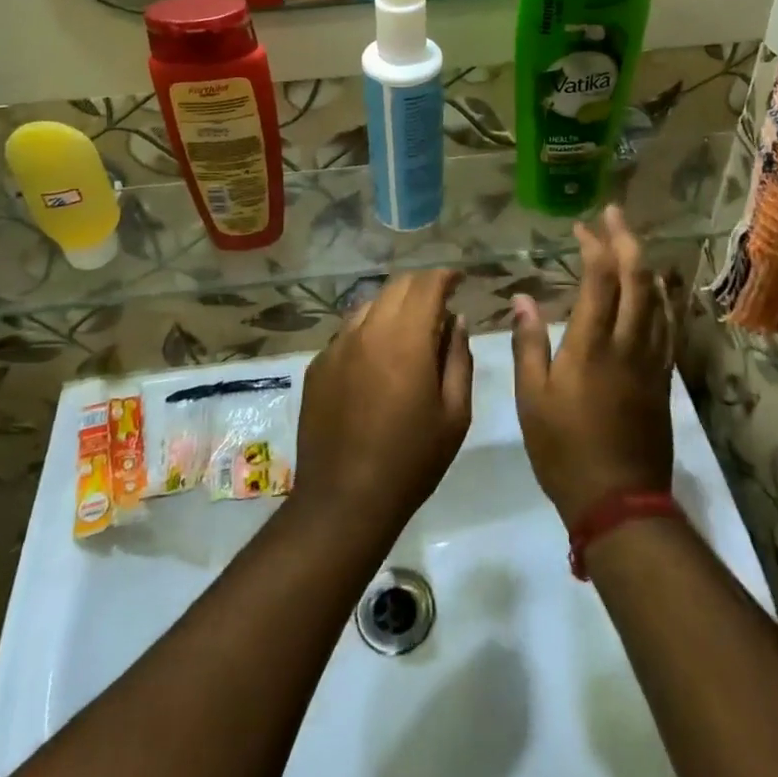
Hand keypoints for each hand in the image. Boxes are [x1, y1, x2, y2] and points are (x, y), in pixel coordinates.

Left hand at [294, 270, 471, 540]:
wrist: (344, 500)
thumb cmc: (411, 460)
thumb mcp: (454, 414)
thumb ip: (459, 359)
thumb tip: (457, 321)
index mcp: (405, 339)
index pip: (426, 285)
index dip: (445, 277)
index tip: (459, 281)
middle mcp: (368, 331)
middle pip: (396, 287)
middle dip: (421, 286)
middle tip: (440, 303)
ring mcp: (337, 346)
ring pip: (369, 305)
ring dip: (394, 307)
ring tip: (410, 330)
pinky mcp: (318, 365)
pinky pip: (348, 333)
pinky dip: (370, 331)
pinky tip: (378, 359)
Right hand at [513, 207, 675, 525]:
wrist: (619, 501)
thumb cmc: (564, 450)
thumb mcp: (533, 399)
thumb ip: (529, 344)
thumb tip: (524, 299)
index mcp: (592, 346)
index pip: (600, 281)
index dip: (594, 247)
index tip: (582, 228)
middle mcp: (628, 344)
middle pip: (637, 279)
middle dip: (626, 241)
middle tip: (613, 215)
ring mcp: (652, 361)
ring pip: (658, 299)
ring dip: (645, 265)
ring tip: (632, 243)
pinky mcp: (663, 379)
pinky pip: (668, 326)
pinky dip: (662, 298)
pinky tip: (656, 291)